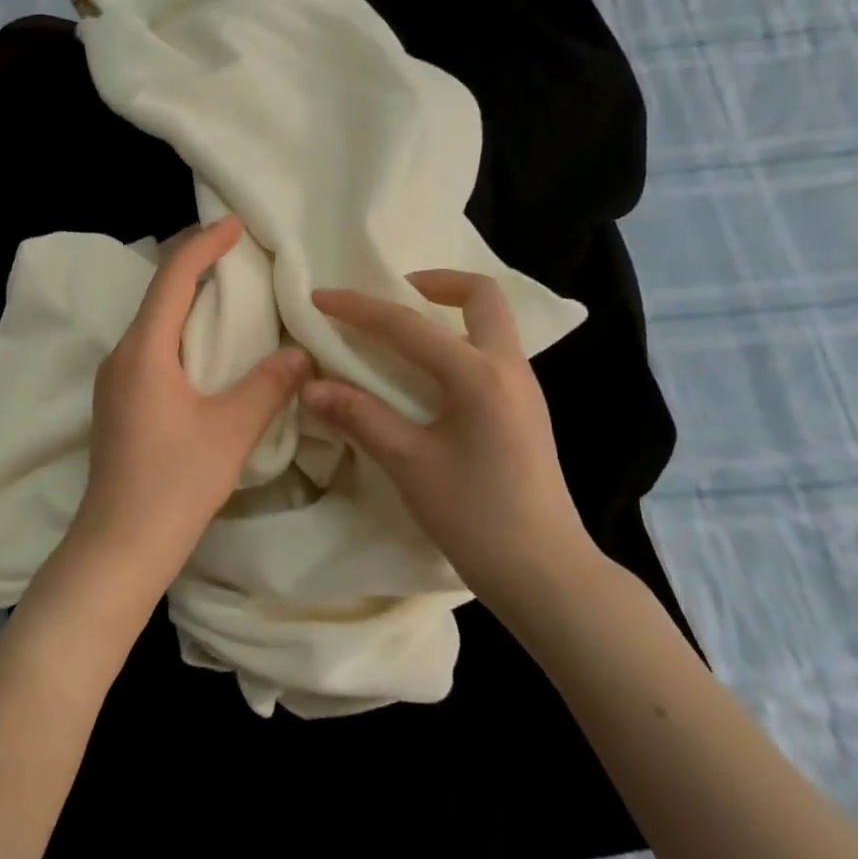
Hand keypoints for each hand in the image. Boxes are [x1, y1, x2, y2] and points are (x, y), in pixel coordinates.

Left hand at [66, 216, 310, 600]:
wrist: (119, 546)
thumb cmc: (174, 484)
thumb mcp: (231, 431)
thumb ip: (268, 386)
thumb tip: (300, 355)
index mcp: (144, 352)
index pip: (172, 278)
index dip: (203, 245)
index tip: (234, 225)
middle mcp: (121, 356)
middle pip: (158, 294)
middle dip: (195, 266)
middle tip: (238, 254)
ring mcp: (115, 382)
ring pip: (153, 323)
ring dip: (187, 301)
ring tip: (230, 294)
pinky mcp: (119, 404)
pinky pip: (151, 349)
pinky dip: (180, 332)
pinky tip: (207, 349)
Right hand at [303, 270, 597, 600]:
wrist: (546, 575)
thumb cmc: (477, 518)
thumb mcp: (410, 465)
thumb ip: (360, 417)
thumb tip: (311, 386)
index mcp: (479, 376)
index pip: (408, 326)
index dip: (359, 308)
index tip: (321, 297)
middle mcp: (509, 368)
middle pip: (482, 296)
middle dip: (435, 284)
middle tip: (391, 297)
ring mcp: (523, 388)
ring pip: (490, 323)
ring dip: (446, 314)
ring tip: (399, 335)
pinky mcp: (524, 410)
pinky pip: (490, 353)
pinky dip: (456, 343)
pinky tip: (426, 377)